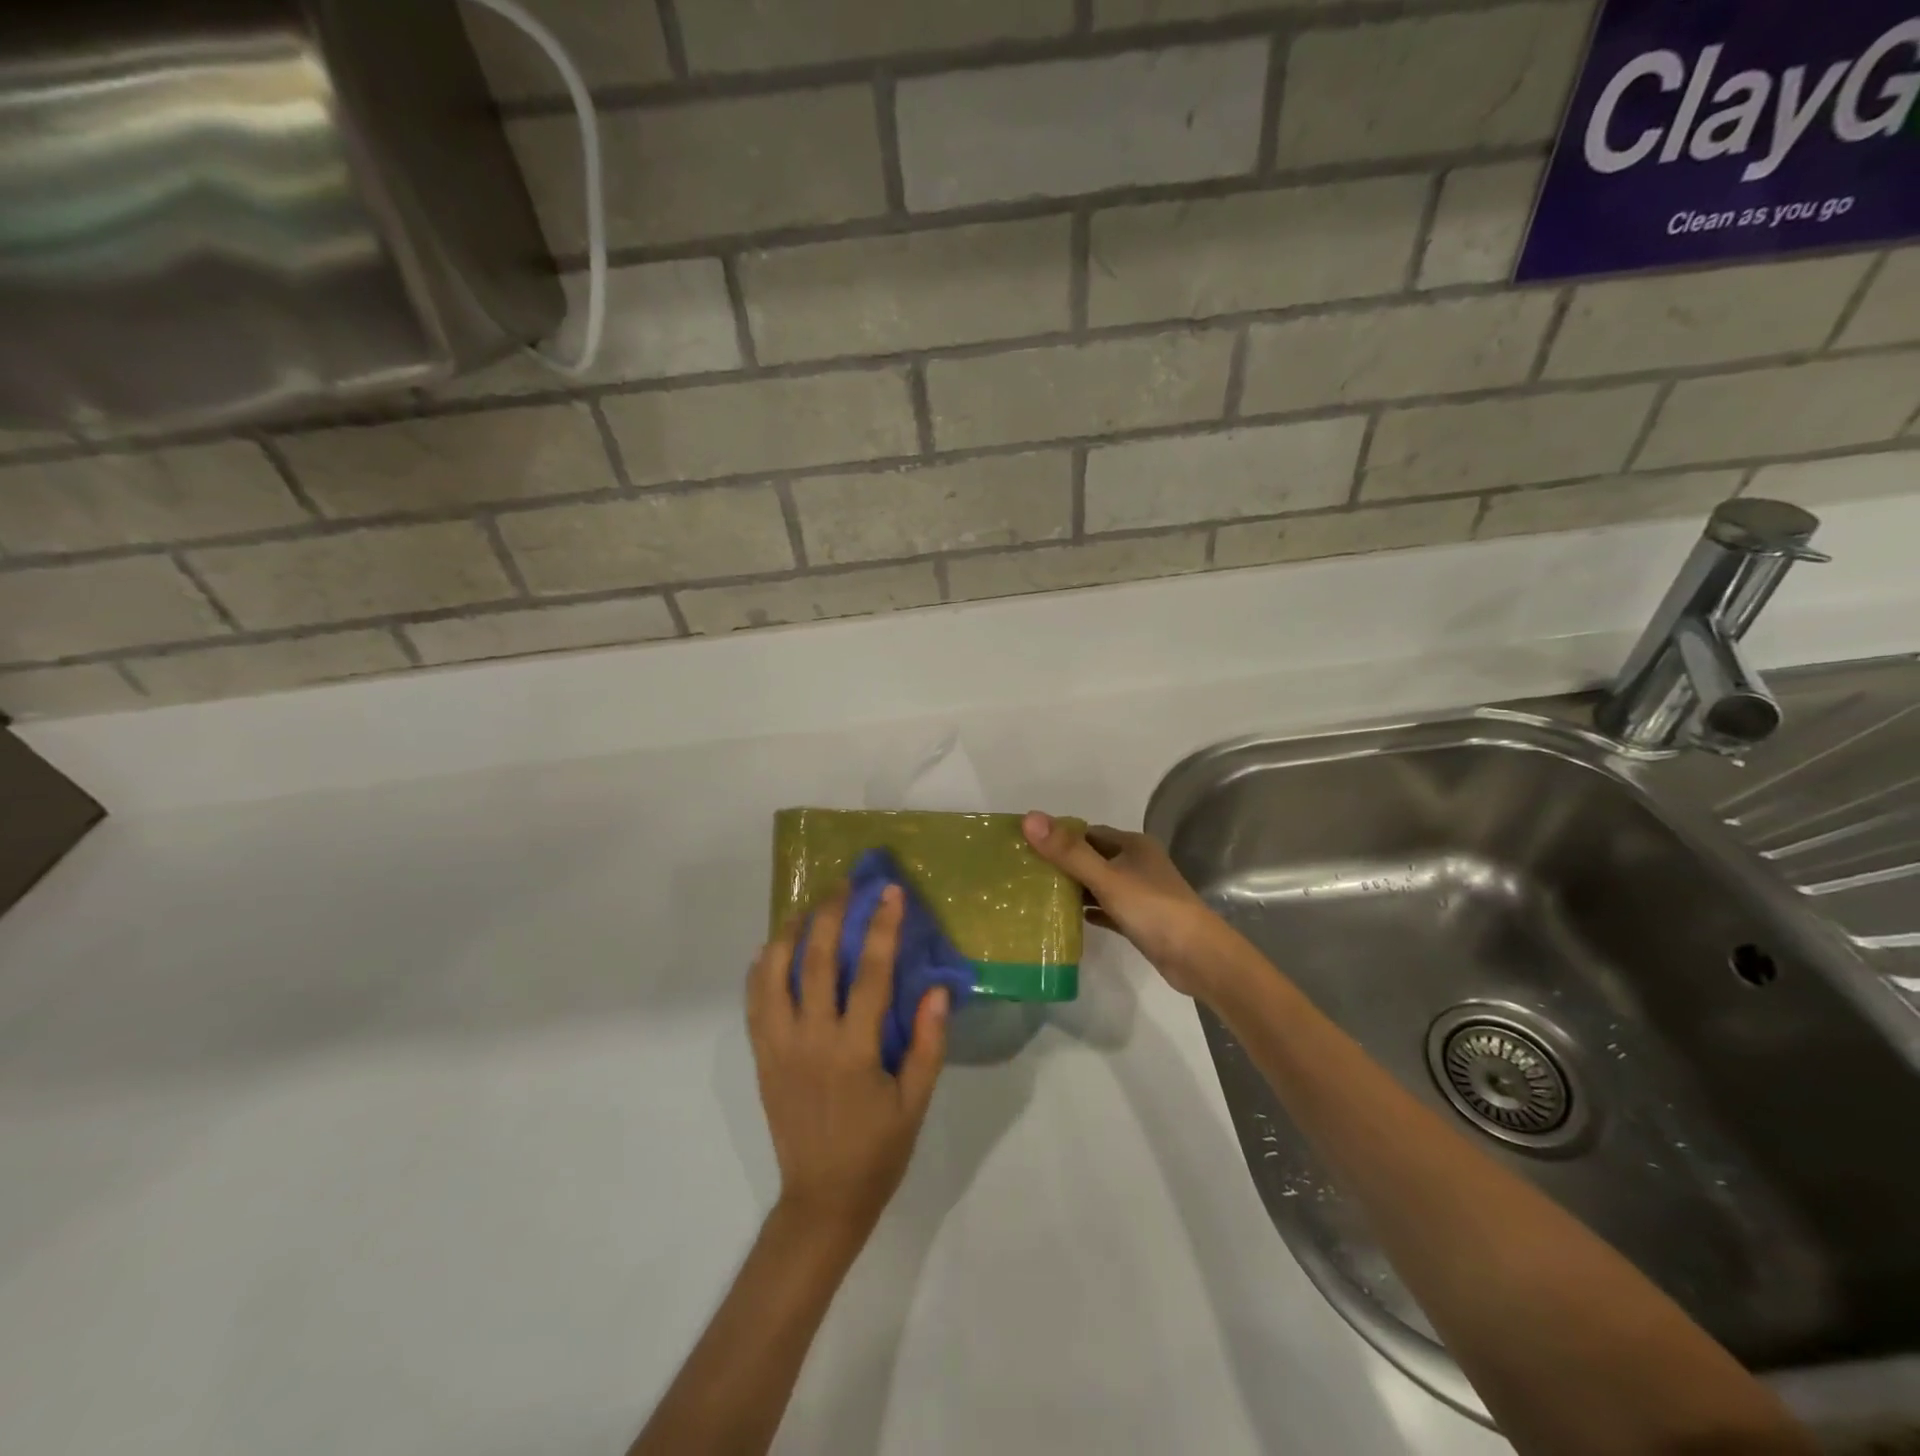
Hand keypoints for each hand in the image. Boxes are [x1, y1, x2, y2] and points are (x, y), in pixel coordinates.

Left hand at [746, 884, 949, 1237]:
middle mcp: (811, 1040)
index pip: (870, 973)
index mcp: (853, 1050)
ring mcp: (779, 1047)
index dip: (882, 928)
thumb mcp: (915, 1102)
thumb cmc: (878, 1150)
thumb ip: (927, 1043)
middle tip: (844, 885)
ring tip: (806, 906)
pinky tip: (771, 948)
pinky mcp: (762, 1057)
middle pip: (816, 960)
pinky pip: (754, 1002)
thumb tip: (939, 989)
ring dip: (789, 932)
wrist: (821, 1199)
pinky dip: (761, 969)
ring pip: (774, 973)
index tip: (890, 892)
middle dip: (831, 914)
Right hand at [1022, 812, 1231, 997]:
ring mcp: (1139, 893)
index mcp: (1132, 845)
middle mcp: (1137, 863)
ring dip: (1073, 888)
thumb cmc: (1153, 909)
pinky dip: (1088, 911)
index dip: (1058, 837)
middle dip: (1062, 863)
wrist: (1199, 958)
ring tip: (1036, 895)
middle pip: (1092, 857)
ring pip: (1098, 883)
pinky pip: (1106, 908)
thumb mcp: (1107, 878)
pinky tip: (1065, 919)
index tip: (1026, 846)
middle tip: (1025, 873)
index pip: (1087, 832)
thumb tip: (1029, 818)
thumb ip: (1068, 852)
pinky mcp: (1139, 920)